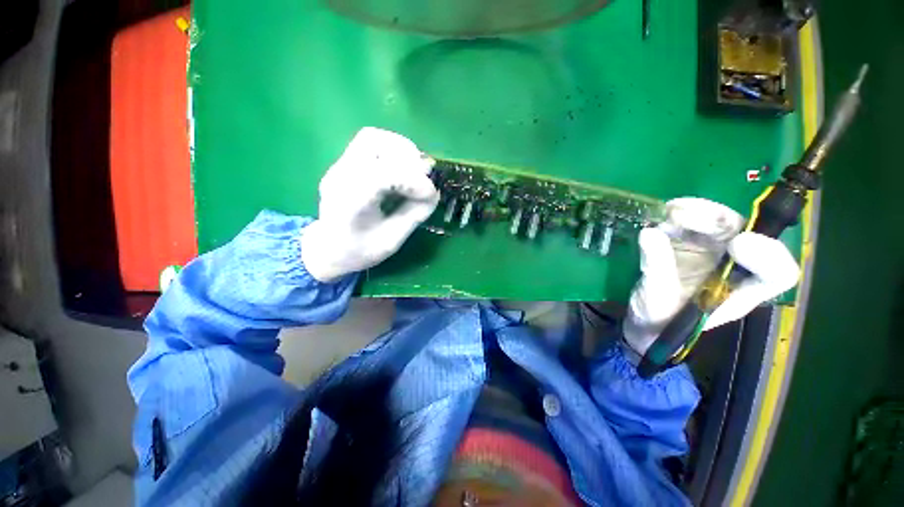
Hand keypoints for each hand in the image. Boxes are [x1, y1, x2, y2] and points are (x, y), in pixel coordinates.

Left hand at [300, 127, 439, 282]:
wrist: (327, 249)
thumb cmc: (358, 251)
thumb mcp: (391, 242)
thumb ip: (413, 216)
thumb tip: (433, 193)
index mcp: (350, 203)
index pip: (381, 175)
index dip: (412, 180)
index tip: (431, 194)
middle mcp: (341, 177)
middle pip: (374, 143)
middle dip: (408, 158)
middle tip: (425, 177)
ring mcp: (340, 166)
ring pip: (373, 137)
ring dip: (401, 149)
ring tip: (416, 170)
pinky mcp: (346, 163)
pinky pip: (371, 143)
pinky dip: (394, 150)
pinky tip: (404, 168)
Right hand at [623, 198, 799, 355]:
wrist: (646, 319)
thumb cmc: (659, 319)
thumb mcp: (658, 299)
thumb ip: (658, 268)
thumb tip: (649, 232)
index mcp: (740, 291)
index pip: (776, 273)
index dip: (768, 255)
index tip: (737, 244)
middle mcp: (733, 267)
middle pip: (745, 233)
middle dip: (718, 220)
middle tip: (684, 216)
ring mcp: (711, 252)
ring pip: (720, 222)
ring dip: (697, 212)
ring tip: (669, 213)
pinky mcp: (689, 244)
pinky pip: (694, 221)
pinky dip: (681, 212)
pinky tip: (664, 213)